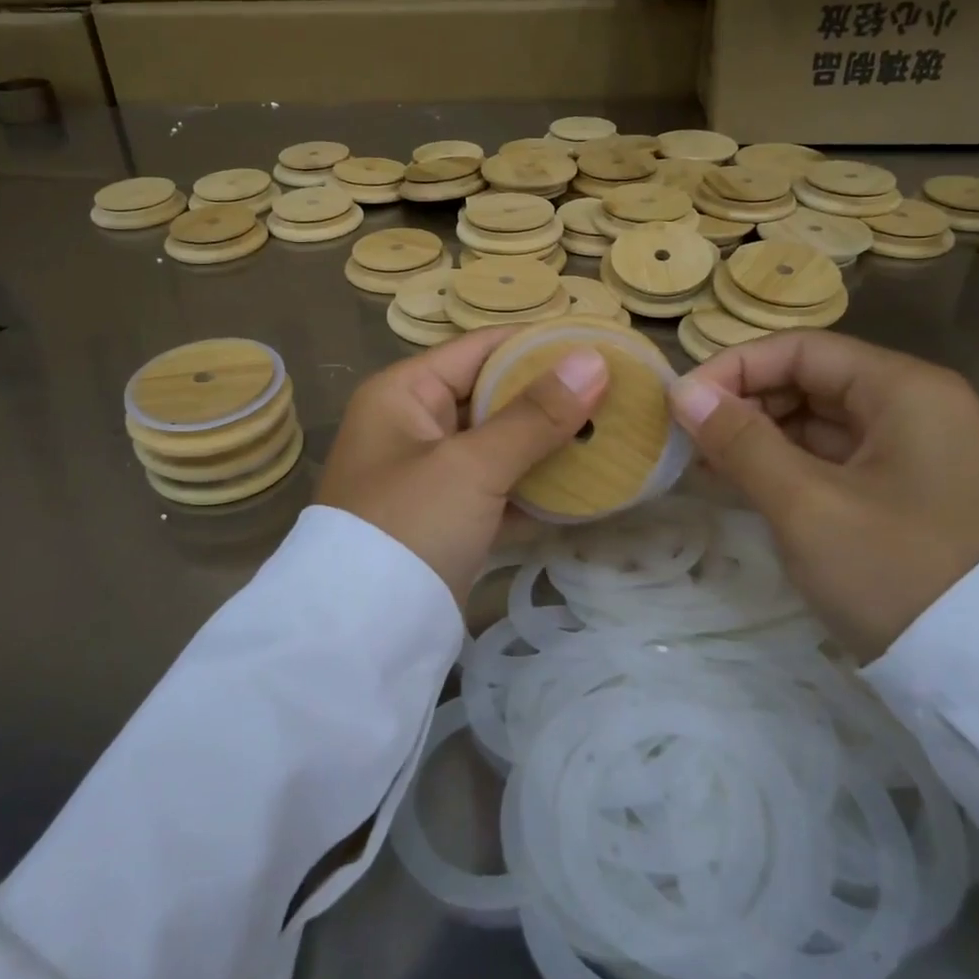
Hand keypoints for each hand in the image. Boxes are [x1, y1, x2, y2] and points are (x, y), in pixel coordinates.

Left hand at [317, 328, 608, 605]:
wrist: (361, 635)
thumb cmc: (409, 525)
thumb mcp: (472, 465)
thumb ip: (535, 415)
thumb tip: (594, 360)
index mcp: (403, 393)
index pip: (480, 349)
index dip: (538, 345)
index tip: (598, 344)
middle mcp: (412, 425)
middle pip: (492, 397)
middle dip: (550, 398)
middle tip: (616, 393)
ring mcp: (430, 475)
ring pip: (499, 446)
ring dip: (548, 446)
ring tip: (612, 435)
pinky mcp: (446, 519)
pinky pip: (498, 490)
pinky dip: (534, 490)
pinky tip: (586, 489)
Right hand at [669, 331, 978, 662]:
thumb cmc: (897, 573)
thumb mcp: (806, 506)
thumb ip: (740, 441)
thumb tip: (681, 391)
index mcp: (904, 389)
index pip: (800, 350)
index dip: (733, 369)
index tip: (680, 405)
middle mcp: (913, 406)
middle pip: (808, 381)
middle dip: (743, 405)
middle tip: (687, 440)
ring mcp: (911, 451)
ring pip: (815, 422)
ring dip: (757, 438)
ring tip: (702, 464)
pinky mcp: (902, 492)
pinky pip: (830, 459)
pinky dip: (784, 467)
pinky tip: (739, 484)